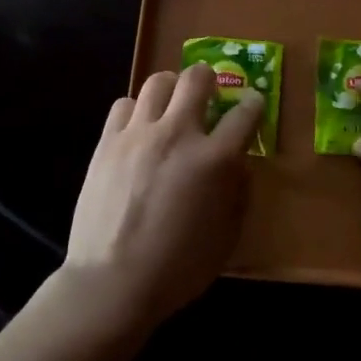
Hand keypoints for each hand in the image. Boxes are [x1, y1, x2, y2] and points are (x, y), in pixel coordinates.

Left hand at [61, 63, 263, 334]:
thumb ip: (237, 193)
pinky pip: (124, 104)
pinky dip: (136, 110)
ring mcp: (139, 133)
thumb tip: (238, 165)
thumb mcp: (226, 238)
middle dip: (209, 79)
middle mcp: (178, 134)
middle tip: (208, 94)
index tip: (252, 104)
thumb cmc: (178, 268)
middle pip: (197, 78)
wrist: (112, 282)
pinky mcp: (108, 141)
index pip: (244, 114)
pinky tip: (138, 129)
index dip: (253, 104)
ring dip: (171, 89)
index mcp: (214, 159)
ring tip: (171, 107)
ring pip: (158, 81)